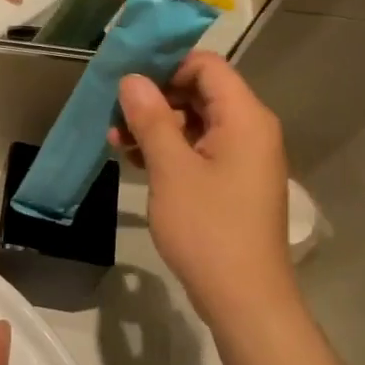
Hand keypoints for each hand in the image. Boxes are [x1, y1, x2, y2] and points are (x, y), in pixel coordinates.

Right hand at [112, 53, 296, 327]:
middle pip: (201, 93)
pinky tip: (136, 161)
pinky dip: (171, 150)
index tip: (127, 79)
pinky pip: (201, 150)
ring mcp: (244, 158)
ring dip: (157, 127)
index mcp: (245, 118)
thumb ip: (151, 119)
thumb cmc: (208, 229)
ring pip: (197, 124)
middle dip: (156, 99)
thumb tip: (132, 79)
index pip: (207, 66)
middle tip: (114, 113)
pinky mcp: (234, 183)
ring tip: (115, 141)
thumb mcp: (171, 170)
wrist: (245, 298)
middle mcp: (251, 130)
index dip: (167, 65)